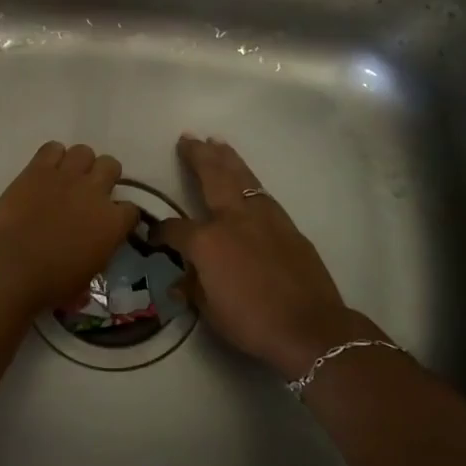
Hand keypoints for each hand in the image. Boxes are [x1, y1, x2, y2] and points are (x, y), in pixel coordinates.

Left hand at [0, 142, 140, 313]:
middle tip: (89, 193)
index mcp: (112, 222)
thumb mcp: (86, 278)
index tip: (111, 222)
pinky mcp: (38, 170)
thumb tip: (92, 254)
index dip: (121, 215)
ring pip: (84, 151)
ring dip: (79, 164)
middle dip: (104, 177)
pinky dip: (51, 157)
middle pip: (111, 166)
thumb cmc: (51, 283)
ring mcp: (66, 177)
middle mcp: (95, 192)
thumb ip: (96, 256)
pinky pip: (52, 148)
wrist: (12, 266)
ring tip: (66, 179)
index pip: (132, 209)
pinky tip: (44, 172)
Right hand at [153, 135, 387, 379]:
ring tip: (217, 142)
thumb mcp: (210, 311)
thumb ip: (194, 288)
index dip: (160, 232)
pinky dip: (249, 181)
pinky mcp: (287, 227)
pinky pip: (262, 195)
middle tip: (189, 138)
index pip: (174, 228)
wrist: (310, 327)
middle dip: (198, 156)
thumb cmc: (253, 322)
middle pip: (212, 177)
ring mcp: (264, 218)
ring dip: (227, 159)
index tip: (154, 235)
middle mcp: (233, 219)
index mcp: (207, 241)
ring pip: (241, 177)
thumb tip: (183, 280)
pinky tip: (246, 180)